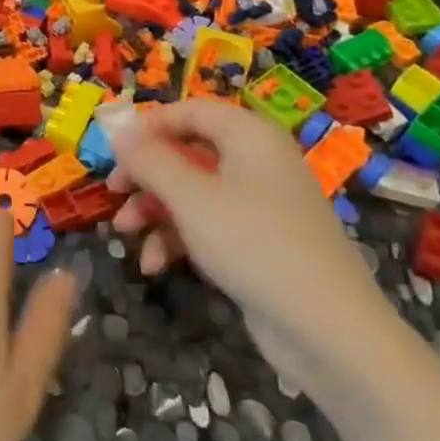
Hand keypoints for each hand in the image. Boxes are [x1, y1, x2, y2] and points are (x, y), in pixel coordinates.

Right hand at [107, 100, 397, 385]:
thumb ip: (149, 160)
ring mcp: (259, 204)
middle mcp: (256, 161)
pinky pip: (209, 225)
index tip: (112, 151)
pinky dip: (179, 239)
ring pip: (193, 192)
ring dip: (155, 211)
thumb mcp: (190, 197)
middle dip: (146, 176)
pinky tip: (155, 265)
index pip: (189, 111)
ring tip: (126, 236)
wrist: (327, 329)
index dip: (148, 126)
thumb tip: (119, 129)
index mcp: (248, 135)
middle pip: (187, 151)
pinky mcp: (258, 242)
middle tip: (114, 194)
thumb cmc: (254, 244)